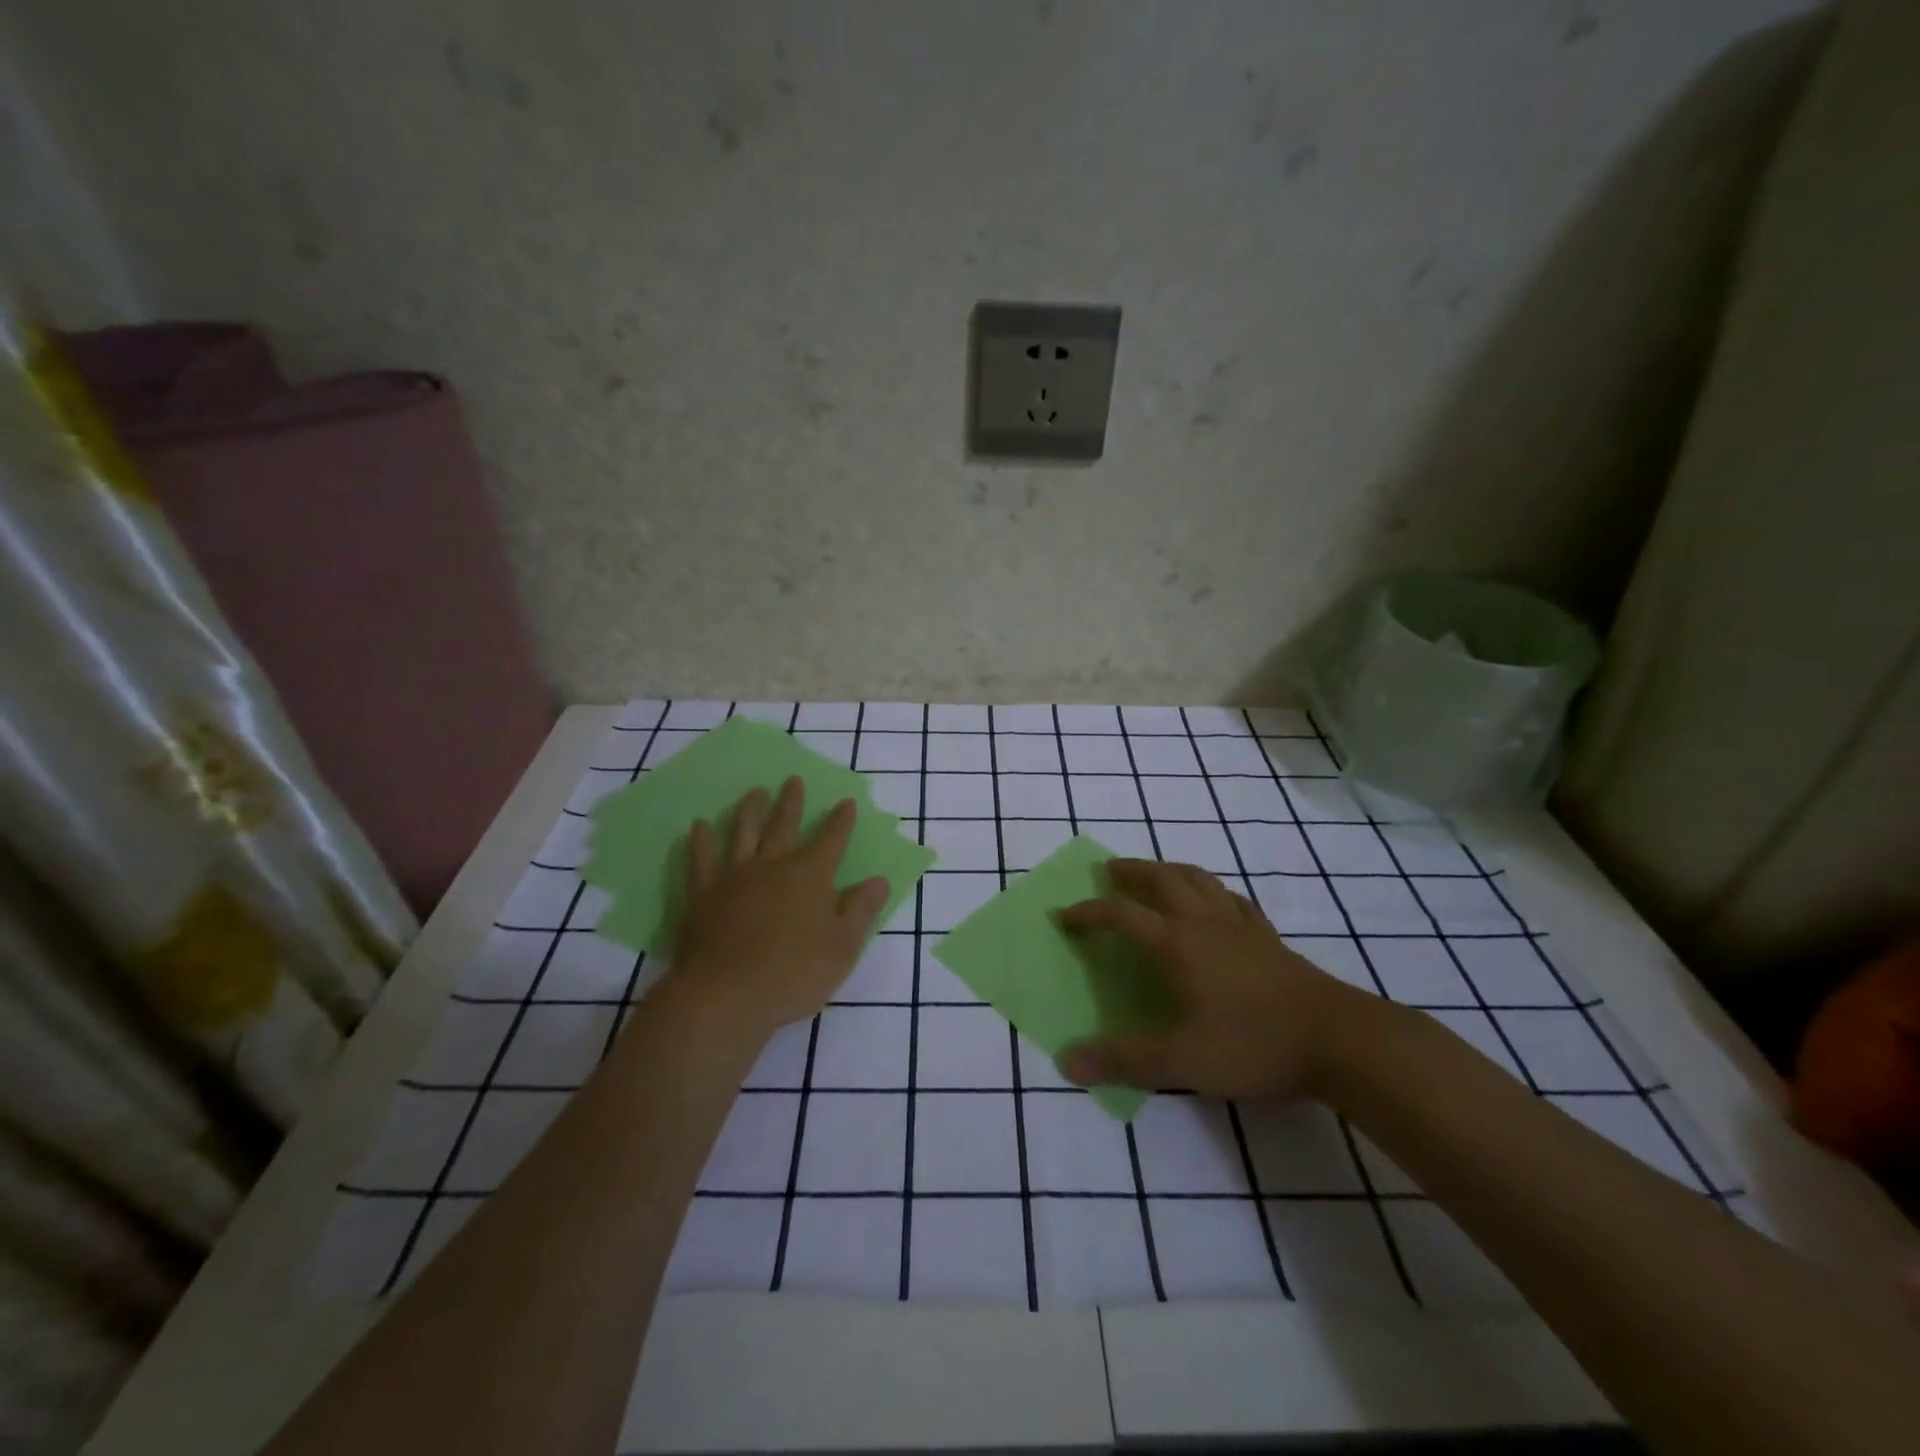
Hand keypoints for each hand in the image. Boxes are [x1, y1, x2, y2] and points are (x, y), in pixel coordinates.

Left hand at [668, 777, 889, 1038]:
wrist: (725, 996)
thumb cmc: (793, 974)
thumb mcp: (842, 947)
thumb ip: (859, 910)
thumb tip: (878, 880)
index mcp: (811, 876)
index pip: (831, 840)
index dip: (840, 821)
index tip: (846, 802)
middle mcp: (773, 866)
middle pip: (784, 826)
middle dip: (792, 803)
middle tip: (793, 780)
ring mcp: (734, 877)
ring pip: (743, 834)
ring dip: (750, 811)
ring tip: (754, 792)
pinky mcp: (703, 895)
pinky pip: (701, 860)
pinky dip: (700, 841)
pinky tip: (698, 827)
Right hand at [1056, 858, 1375, 1100]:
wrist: (1337, 1040)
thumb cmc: (1252, 1044)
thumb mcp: (1180, 1061)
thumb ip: (1123, 1061)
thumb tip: (1067, 1060)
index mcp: (1176, 943)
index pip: (1122, 915)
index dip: (1089, 912)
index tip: (1065, 916)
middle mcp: (1204, 922)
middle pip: (1162, 879)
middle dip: (1132, 871)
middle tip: (1110, 870)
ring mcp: (1240, 926)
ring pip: (1199, 880)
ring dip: (1170, 870)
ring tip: (1156, 874)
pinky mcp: (1268, 937)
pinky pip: (1233, 899)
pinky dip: (1213, 891)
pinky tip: (1215, 902)